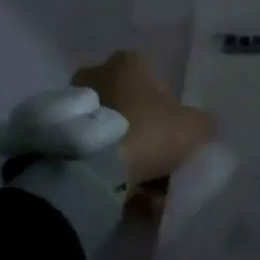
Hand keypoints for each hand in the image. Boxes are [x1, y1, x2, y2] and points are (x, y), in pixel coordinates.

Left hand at [71, 50, 212, 187]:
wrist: (93, 169)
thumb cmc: (149, 131)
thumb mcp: (195, 127)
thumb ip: (202, 123)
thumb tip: (202, 126)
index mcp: (128, 62)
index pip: (152, 79)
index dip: (167, 108)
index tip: (172, 135)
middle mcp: (96, 75)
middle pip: (128, 105)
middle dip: (142, 132)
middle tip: (158, 164)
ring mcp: (73, 106)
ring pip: (109, 133)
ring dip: (125, 156)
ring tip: (143, 191)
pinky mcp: (57, 137)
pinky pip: (91, 154)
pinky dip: (106, 172)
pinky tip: (123, 197)